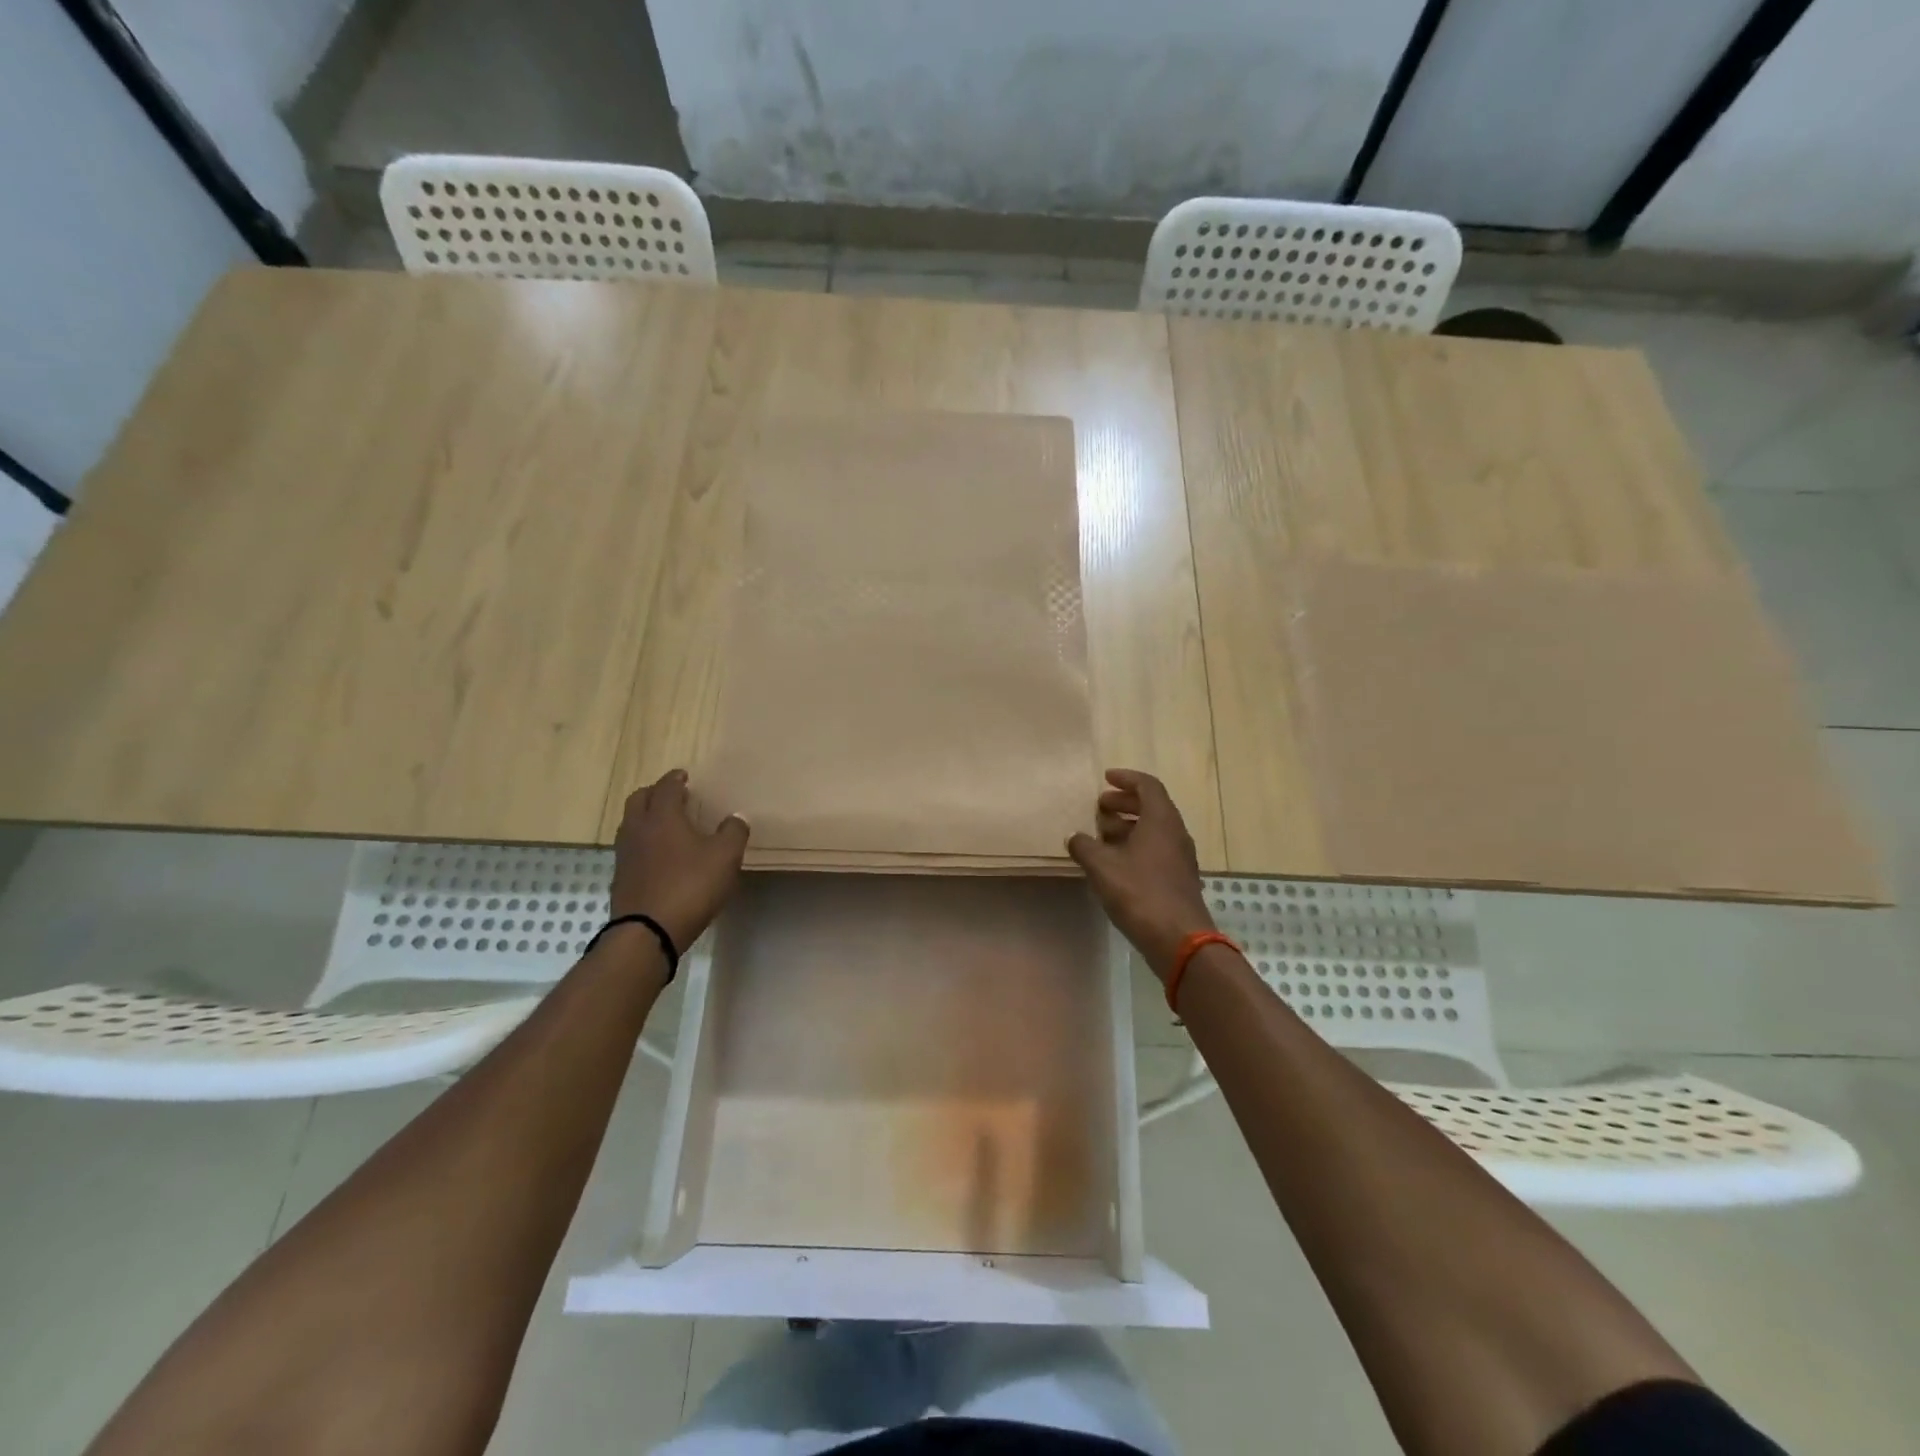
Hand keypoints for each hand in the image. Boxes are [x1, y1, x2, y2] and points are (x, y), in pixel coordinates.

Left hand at [609, 770, 749, 952]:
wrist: (647, 932)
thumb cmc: (690, 886)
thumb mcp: (725, 857)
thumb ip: (733, 832)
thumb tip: (736, 818)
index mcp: (662, 817)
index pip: (665, 787)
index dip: (675, 779)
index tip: (684, 776)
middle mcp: (638, 829)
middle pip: (638, 799)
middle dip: (654, 793)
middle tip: (672, 795)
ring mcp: (625, 855)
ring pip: (630, 824)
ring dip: (645, 817)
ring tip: (665, 824)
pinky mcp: (621, 878)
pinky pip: (631, 849)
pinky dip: (643, 843)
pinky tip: (659, 856)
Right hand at [1067, 769, 1215, 981]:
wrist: (1179, 939)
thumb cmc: (1140, 893)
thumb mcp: (1103, 867)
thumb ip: (1085, 847)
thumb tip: (1074, 837)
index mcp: (1161, 820)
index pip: (1148, 786)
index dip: (1126, 779)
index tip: (1106, 778)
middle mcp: (1175, 833)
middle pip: (1152, 806)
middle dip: (1124, 803)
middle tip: (1099, 807)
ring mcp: (1180, 858)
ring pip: (1153, 830)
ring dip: (1128, 826)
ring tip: (1101, 835)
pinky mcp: (1178, 879)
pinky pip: (1156, 850)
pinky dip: (1135, 847)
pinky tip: (1114, 863)